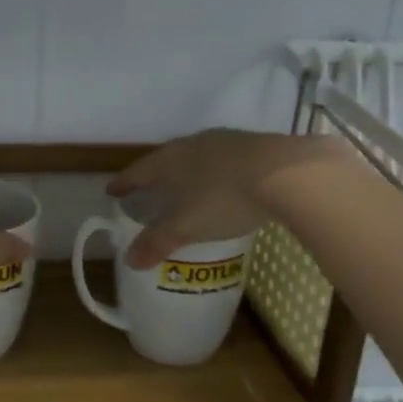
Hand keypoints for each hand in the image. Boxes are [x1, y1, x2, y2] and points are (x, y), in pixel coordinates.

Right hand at [107, 129, 338, 268]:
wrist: (290, 174)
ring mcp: (228, 142)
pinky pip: (225, 161)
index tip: (112, 190)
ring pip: (198, 157)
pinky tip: (225, 185)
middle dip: (156, 175)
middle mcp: (195, 144)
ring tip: (186, 187)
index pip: (139, 170)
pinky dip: (216, 174)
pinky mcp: (257, 147)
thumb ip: (158, 241)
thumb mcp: (187, 225)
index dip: (125, 183)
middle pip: (167, 159)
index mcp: (171, 159)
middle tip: (149, 190)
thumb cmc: (225, 197)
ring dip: (188, 172)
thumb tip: (129, 259)